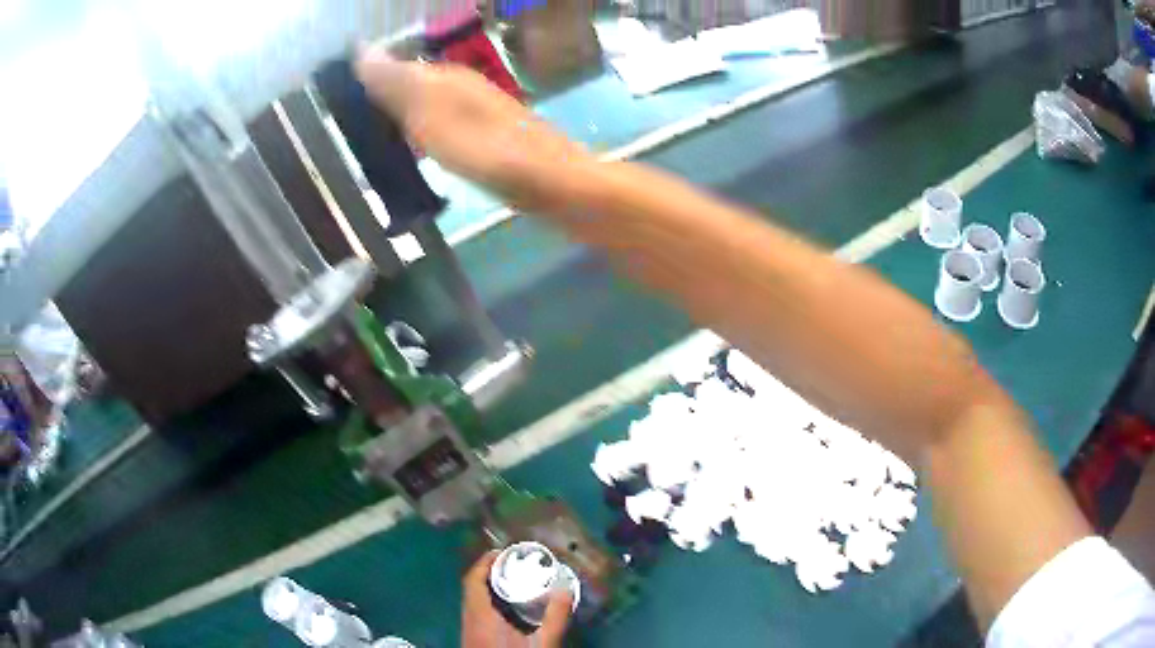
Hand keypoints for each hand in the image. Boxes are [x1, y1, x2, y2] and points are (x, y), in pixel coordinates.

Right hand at [354, 47, 592, 208]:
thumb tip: (361, 51)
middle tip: (346, 126)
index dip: (365, 81)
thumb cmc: (486, 149)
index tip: (335, 103)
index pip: (393, 68)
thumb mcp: (432, 115)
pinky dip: (421, 135)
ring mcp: (475, 111)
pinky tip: (413, 151)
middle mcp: (460, 86)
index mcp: (444, 77)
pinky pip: (441, 126)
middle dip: (378, 99)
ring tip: (369, 140)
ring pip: (425, 106)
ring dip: (398, 118)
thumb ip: (397, 85)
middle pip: (409, 86)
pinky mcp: (485, 136)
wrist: (551, 182)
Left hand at [461, 551, 573, 647]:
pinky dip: (488, 602)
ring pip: (472, 601)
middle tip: (513, 564)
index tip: (502, 551)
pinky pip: (475, 612)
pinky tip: (508, 609)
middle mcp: (469, 620)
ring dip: (488, 588)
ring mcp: (469, 630)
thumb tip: (566, 589)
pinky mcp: (473, 639)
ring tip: (513, 582)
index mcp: (481, 616)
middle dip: (489, 572)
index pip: (473, 581)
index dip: (484, 563)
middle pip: (471, 588)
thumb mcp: (543, 643)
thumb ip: (555, 618)